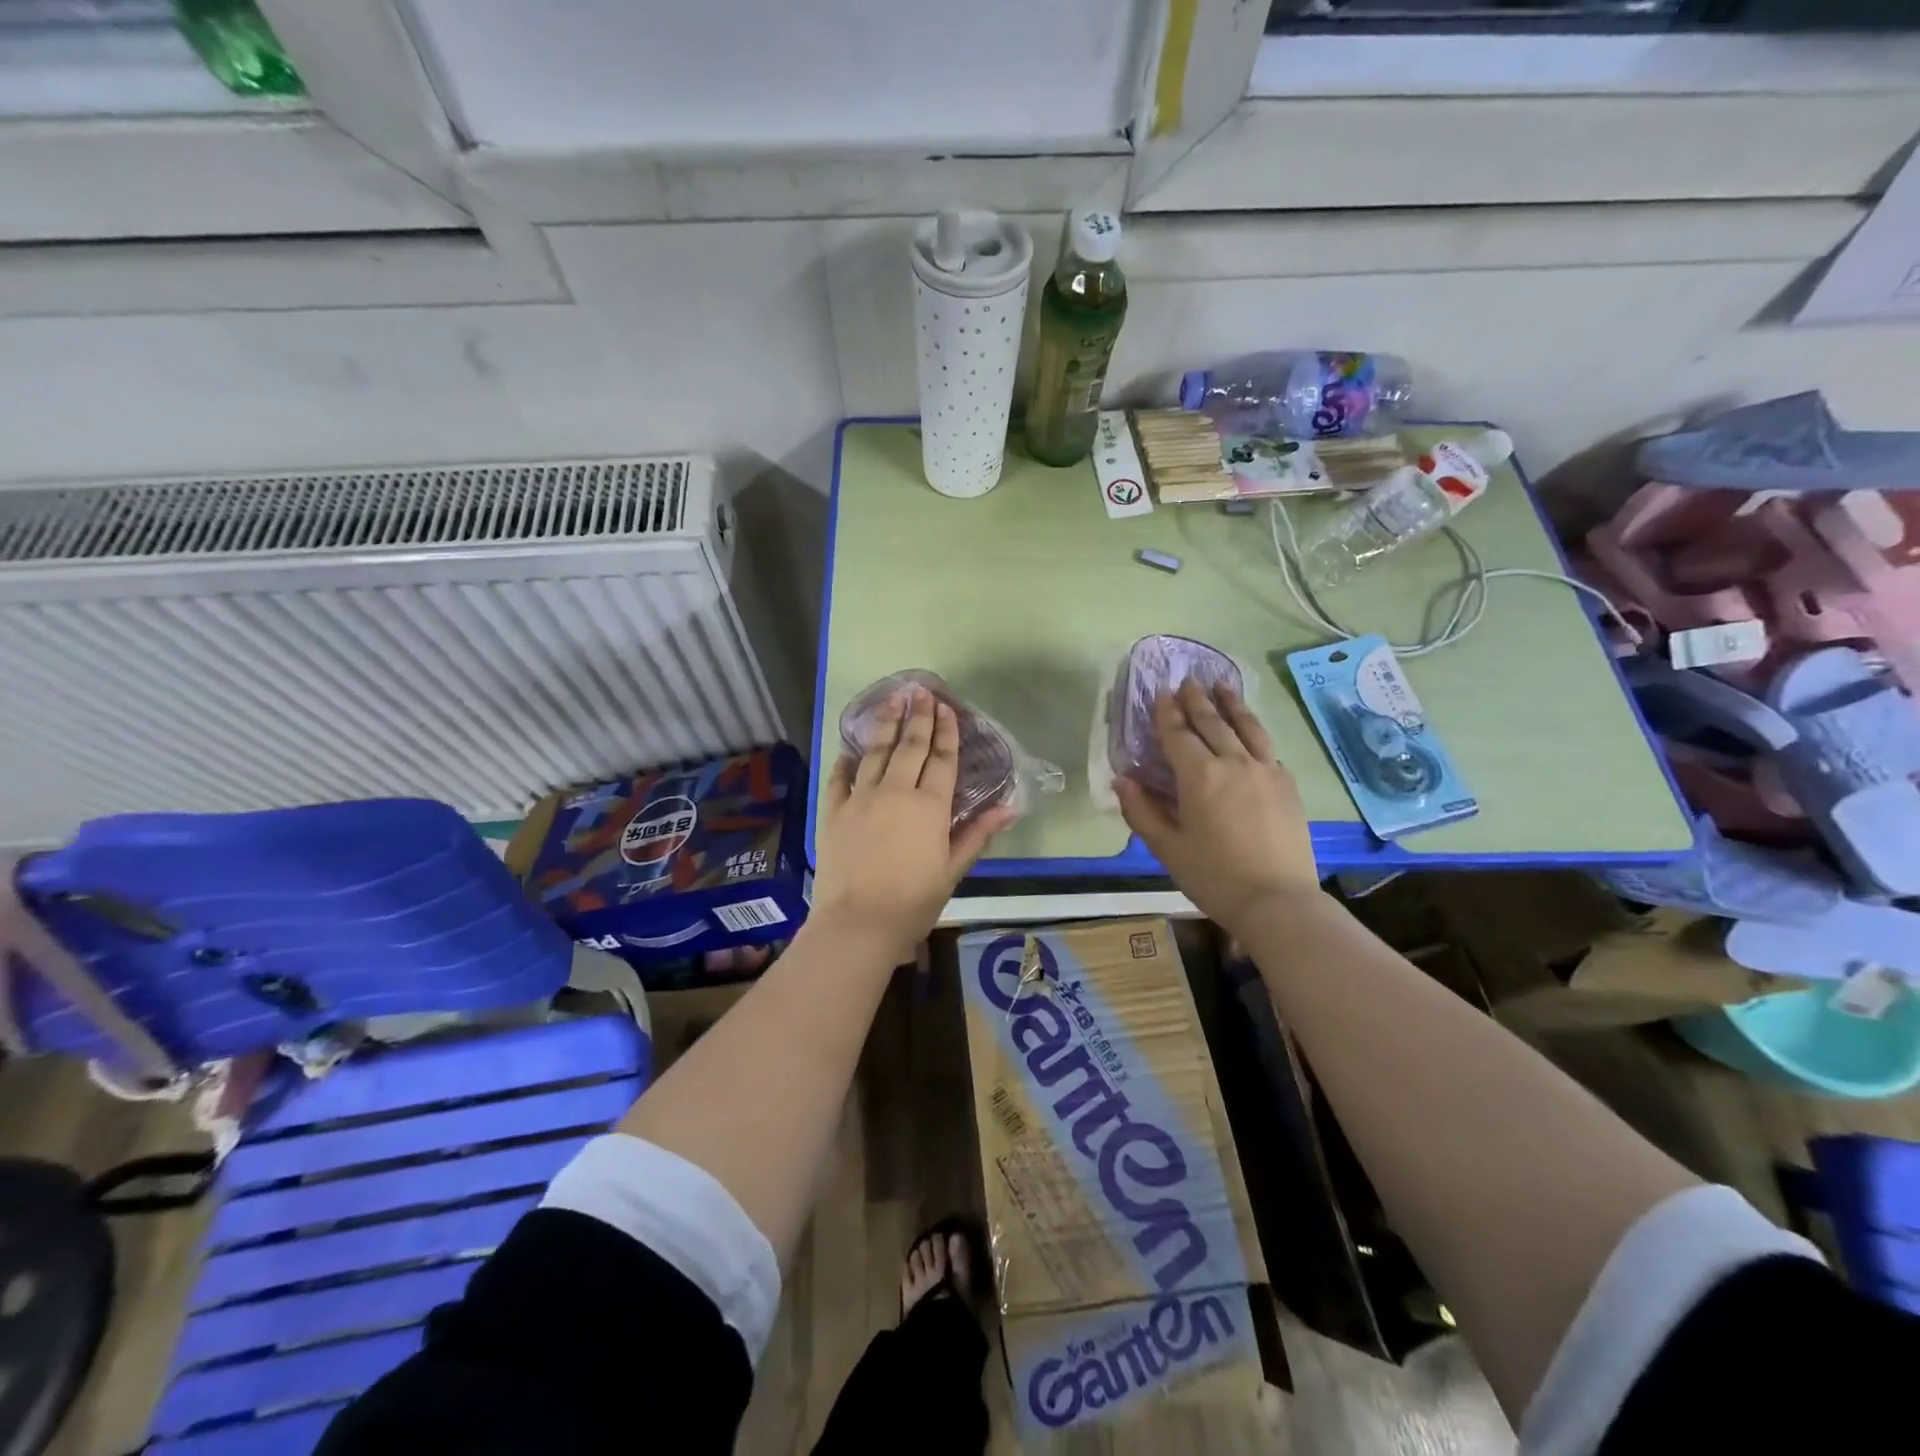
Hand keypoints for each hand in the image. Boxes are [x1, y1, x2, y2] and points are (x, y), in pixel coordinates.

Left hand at [812, 686, 1015, 962]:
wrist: (858, 924)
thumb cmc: (913, 902)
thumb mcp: (952, 870)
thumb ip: (977, 834)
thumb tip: (1009, 807)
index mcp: (929, 806)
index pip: (942, 759)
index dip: (947, 732)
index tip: (947, 707)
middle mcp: (896, 792)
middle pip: (910, 746)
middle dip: (918, 716)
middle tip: (920, 691)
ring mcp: (861, 798)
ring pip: (876, 752)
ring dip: (886, 724)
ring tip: (892, 699)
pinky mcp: (834, 810)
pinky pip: (841, 777)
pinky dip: (848, 760)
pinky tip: (852, 747)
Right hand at [1114, 679, 1319, 933]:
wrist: (1278, 900)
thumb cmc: (1214, 877)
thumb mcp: (1167, 848)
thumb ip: (1142, 811)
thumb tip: (1121, 780)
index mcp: (1199, 776)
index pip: (1179, 734)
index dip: (1167, 712)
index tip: (1162, 692)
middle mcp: (1233, 762)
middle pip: (1213, 722)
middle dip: (1197, 700)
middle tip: (1188, 680)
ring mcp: (1265, 770)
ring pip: (1247, 727)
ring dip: (1232, 704)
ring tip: (1223, 685)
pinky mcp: (1287, 784)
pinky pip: (1267, 747)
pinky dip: (1255, 731)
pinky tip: (1252, 730)